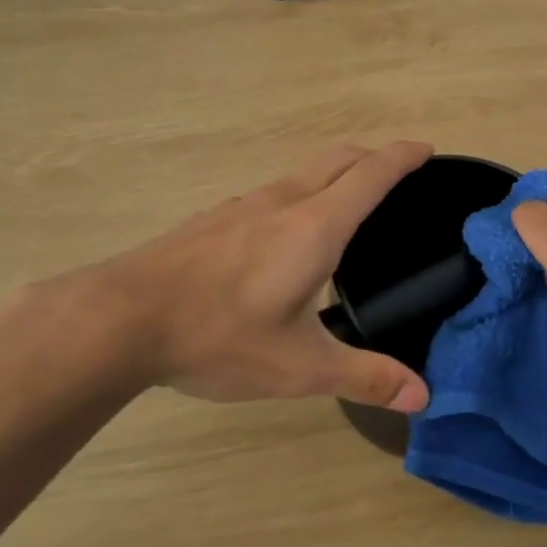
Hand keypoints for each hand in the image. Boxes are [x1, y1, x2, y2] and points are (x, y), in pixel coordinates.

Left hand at [92, 142, 434, 410]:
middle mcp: (281, 203)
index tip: (427, 149)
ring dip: (334, 174)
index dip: (403, 157)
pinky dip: (299, 195)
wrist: (119, 319)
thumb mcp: (299, 367)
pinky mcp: (212, 221)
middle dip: (373, 156)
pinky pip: (271, 193)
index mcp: (314, 227)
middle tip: (397, 173)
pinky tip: (284, 237)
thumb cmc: (218, 336)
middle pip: (338, 159)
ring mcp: (241, 207)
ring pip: (301, 173)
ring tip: (347, 205)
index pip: (371, 175)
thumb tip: (423, 396)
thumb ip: (364, 377)